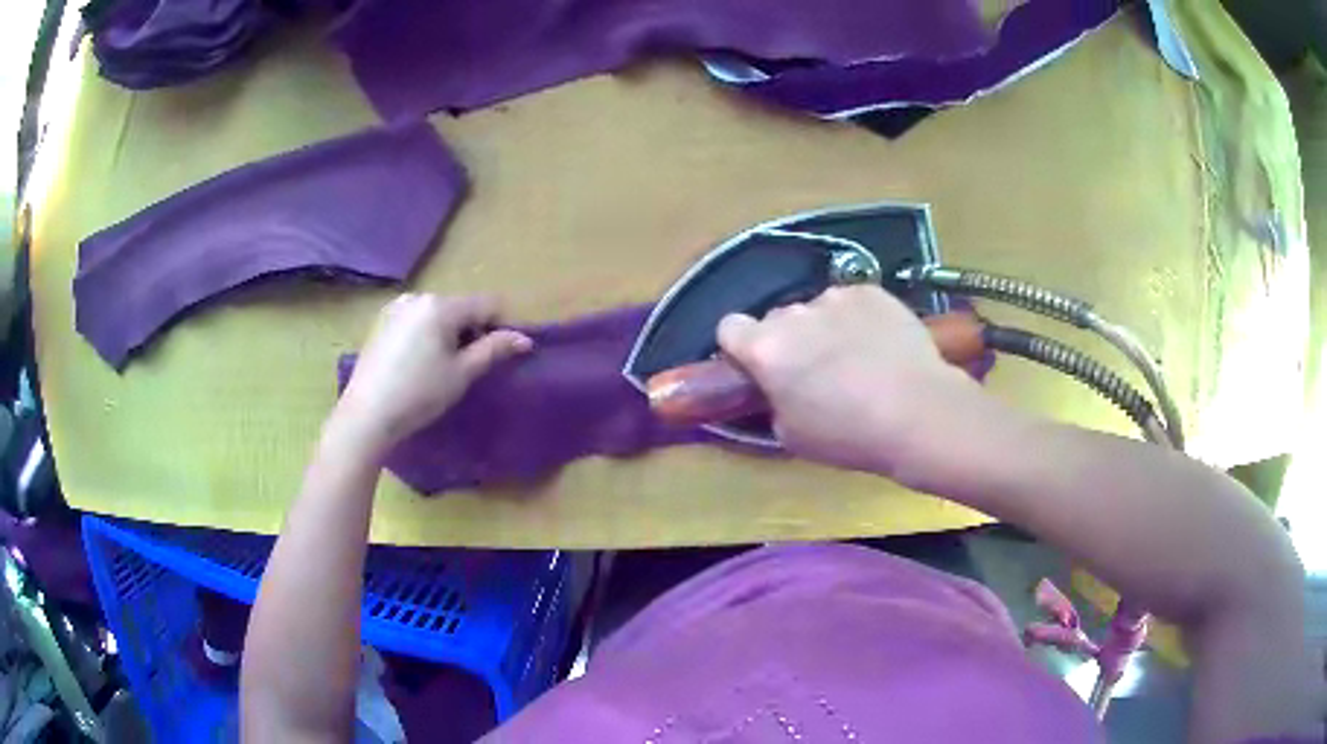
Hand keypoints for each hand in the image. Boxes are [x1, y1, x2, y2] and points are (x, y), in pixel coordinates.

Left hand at [334, 294, 531, 455]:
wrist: (367, 414)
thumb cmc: (419, 394)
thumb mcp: (462, 374)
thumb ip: (494, 350)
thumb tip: (525, 339)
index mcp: (440, 305)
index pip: (487, 304)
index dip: (501, 327)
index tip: (500, 355)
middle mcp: (418, 297)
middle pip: (460, 307)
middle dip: (471, 331)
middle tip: (468, 367)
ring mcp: (396, 308)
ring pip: (437, 314)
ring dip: (448, 333)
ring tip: (441, 368)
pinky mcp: (381, 322)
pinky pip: (416, 321)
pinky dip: (426, 335)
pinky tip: (418, 364)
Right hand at [717, 286, 985, 480]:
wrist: (917, 412)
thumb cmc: (848, 434)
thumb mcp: (791, 435)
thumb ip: (772, 401)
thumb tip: (777, 387)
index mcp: (765, 349)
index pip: (728, 327)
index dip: (740, 346)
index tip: (759, 366)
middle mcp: (793, 314)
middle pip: (777, 320)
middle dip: (789, 341)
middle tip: (816, 372)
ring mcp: (835, 297)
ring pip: (817, 310)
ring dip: (825, 329)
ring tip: (857, 359)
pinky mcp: (870, 291)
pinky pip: (852, 302)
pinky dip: (858, 319)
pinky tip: (880, 345)